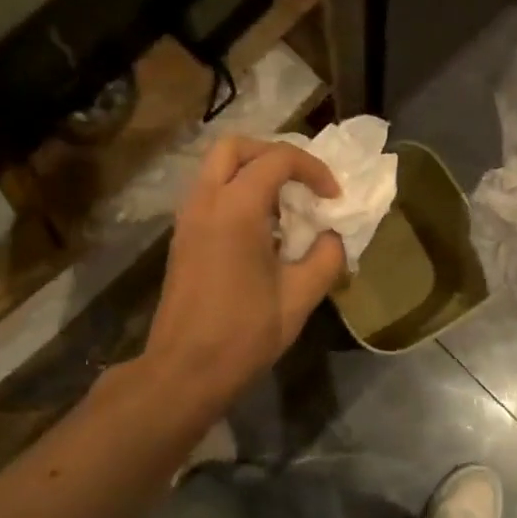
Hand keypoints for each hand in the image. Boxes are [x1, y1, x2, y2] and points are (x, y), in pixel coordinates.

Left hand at [141, 136, 345, 409]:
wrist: (185, 370)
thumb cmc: (244, 334)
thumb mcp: (300, 297)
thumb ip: (326, 257)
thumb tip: (333, 238)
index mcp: (236, 209)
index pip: (278, 159)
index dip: (313, 170)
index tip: (334, 197)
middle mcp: (205, 201)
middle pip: (235, 147)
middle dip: (274, 154)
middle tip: (302, 182)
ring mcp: (187, 219)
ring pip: (216, 168)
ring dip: (253, 173)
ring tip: (285, 205)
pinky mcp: (182, 239)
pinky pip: (209, 194)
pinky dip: (237, 194)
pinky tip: (262, 231)